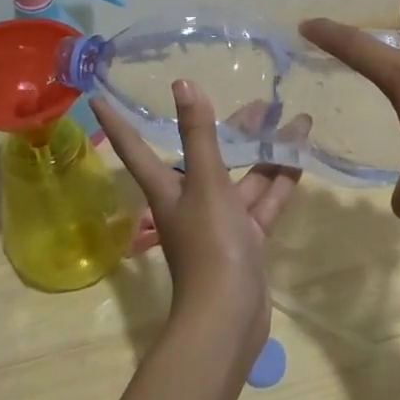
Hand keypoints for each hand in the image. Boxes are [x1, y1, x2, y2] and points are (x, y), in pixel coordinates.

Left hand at [93, 81, 300, 369]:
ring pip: (244, 178)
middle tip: (261, 102)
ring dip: (267, 153)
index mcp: (168, 188)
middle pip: (208, 156)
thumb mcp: (206, 184)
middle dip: (233, 130)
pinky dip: (280, 182)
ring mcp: (222, 222)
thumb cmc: (210, 244)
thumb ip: (199, 135)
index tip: (99, 96)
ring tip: (293, 122)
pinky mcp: (247, 239)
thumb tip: (183, 83)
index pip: (136, 146)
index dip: (119, 120)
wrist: (229, 316)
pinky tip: (300, 157)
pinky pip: (264, 202)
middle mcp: (191, 201)